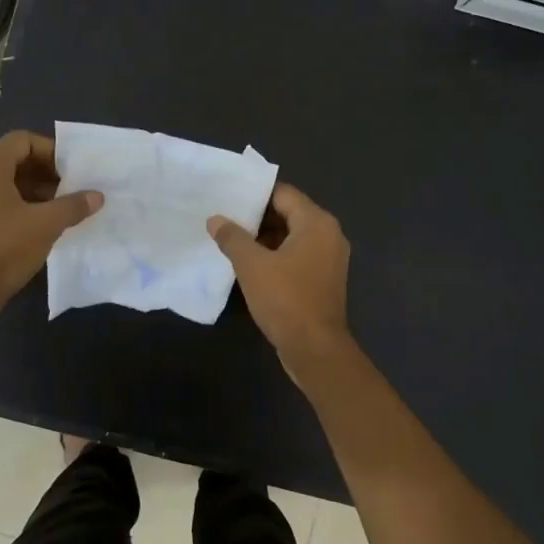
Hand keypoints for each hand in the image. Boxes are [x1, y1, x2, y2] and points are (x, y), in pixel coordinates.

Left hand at [0, 131, 100, 323]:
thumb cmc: (5, 248)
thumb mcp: (46, 224)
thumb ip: (74, 205)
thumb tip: (97, 196)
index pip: (23, 140)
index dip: (51, 151)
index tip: (73, 170)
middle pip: (16, 159)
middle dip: (48, 172)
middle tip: (74, 188)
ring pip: (10, 182)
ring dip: (39, 190)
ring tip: (65, 207)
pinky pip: (2, 201)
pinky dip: (25, 205)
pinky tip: (46, 224)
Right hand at [209, 182, 351, 373]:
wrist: (315, 349)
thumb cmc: (286, 299)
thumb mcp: (252, 265)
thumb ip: (232, 238)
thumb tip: (215, 219)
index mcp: (317, 223)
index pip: (283, 194)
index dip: (254, 195)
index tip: (228, 198)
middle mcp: (328, 235)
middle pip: (289, 214)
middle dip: (256, 217)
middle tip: (224, 219)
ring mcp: (328, 259)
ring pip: (291, 237)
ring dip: (264, 239)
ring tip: (231, 240)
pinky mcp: (323, 280)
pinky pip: (297, 256)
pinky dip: (275, 256)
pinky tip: (249, 265)